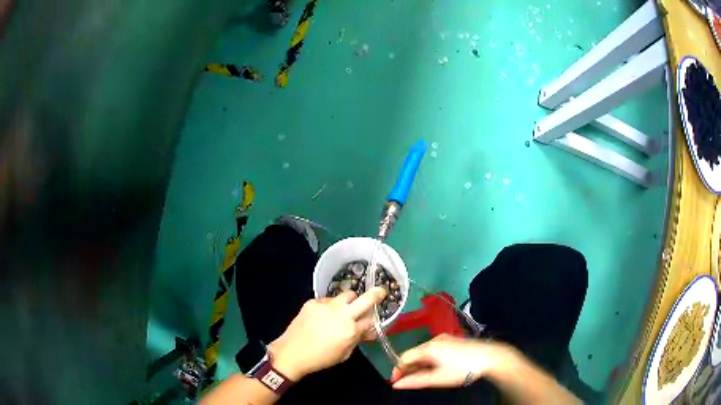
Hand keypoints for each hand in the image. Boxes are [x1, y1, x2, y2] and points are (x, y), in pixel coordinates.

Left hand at [268, 287, 386, 379]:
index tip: (372, 322)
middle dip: (376, 293)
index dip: (373, 321)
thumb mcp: (344, 354)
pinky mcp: (313, 302)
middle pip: (366, 298)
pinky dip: (330, 306)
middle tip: (380, 291)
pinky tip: (323, 316)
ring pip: (346, 295)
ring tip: (343, 310)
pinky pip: (327, 300)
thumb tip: (366, 331)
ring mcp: (326, 305)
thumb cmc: (320, 359)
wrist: (291, 352)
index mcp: (351, 330)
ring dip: (350, 301)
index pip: (371, 319)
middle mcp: (341, 314)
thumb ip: (357, 339)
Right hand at [391, 334, 511, 389]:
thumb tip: (397, 384)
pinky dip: (429, 361)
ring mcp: (445, 339)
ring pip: (424, 353)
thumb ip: (415, 381)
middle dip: (409, 368)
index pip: (404, 357)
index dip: (398, 370)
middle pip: (414, 354)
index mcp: (429, 347)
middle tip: (409, 382)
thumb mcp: (438, 378)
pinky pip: (433, 351)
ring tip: (423, 378)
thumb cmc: (463, 369)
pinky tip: (435, 370)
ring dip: (419, 365)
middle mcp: (435, 340)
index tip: (397, 382)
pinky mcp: (453, 342)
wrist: (491, 357)